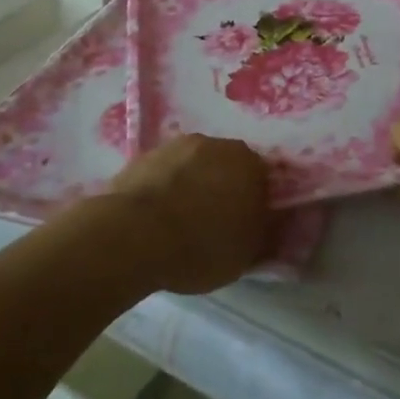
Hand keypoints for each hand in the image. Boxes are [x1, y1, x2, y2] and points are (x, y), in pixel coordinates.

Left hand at [105, 134, 272, 293]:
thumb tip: (265, 222)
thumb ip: (262, 232)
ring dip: (191, 185)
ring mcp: (176, 146)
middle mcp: (216, 144)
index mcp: (250, 163)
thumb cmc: (201, 245)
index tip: (245, 225)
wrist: (134, 235)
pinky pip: (164, 173)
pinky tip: (156, 216)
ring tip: (180, 221)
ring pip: (193, 166)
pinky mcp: (143, 155)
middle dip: (223, 188)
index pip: (262, 179)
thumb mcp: (247, 254)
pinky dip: (164, 188)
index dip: (254, 202)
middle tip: (214, 222)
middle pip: (226, 166)